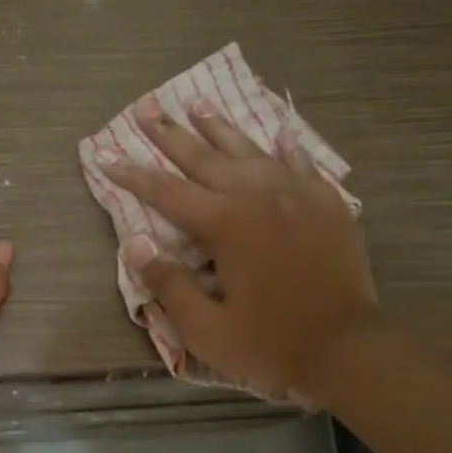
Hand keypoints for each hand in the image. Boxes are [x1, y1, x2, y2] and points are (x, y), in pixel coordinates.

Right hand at [102, 94, 378, 400]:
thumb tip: (136, 244)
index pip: (166, 192)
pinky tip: (278, 134)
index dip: (131, 174)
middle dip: (170, 134)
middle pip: (205, 158)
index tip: (104, 154)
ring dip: (221, 128)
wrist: (348, 349)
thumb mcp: (206, 329)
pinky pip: (302, 164)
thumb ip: (168, 284)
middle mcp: (259, 196)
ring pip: (251, 151)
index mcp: (226, 224)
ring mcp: (298, 195)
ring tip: (198, 103)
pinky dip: (286, 148)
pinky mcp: (328, 205)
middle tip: (146, 107)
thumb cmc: (271, 344)